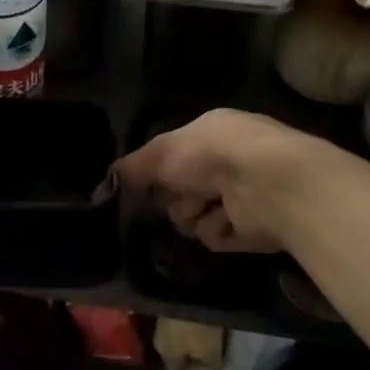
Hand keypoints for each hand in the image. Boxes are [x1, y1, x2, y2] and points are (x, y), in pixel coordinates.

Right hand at [115, 109, 337, 253]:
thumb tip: (102, 186)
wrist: (267, 183)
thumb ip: (131, 168)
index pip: (173, 156)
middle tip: (178, 194)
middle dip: (175, 196)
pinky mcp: (253, 228)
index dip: (156, 171)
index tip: (141, 185)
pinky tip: (229, 220)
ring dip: (194, 214)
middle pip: (181, 190)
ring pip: (195, 216)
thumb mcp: (161, 152)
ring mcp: (243, 195)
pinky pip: (216, 236)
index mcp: (211, 133)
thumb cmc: (212, 154)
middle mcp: (228, 162)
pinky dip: (217, 230)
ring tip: (209, 206)